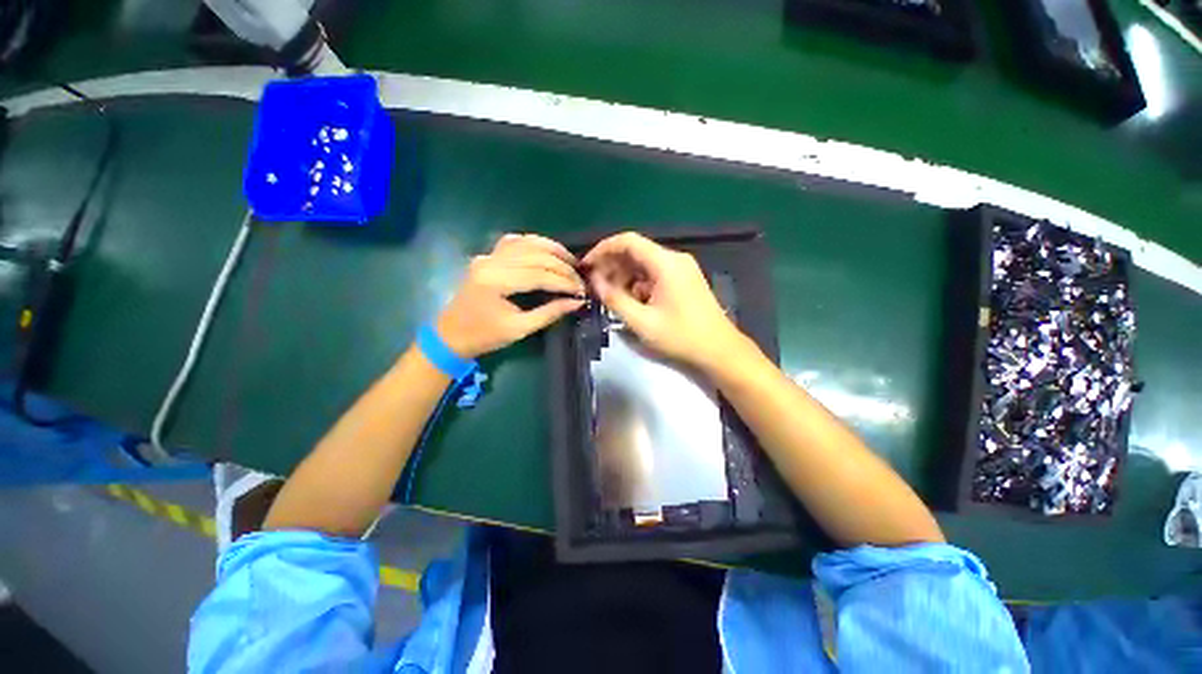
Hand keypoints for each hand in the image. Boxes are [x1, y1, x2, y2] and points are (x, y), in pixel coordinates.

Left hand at [436, 234, 585, 357]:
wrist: (450, 335)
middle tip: (580, 279)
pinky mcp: (488, 257)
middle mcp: (492, 262)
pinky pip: (514, 242)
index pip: (540, 274)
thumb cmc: (484, 336)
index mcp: (497, 281)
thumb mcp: (520, 329)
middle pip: (536, 256)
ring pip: (527, 243)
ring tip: (571, 261)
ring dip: (552, 249)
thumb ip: (550, 313)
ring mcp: (488, 256)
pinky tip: (546, 252)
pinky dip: (534, 244)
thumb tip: (577, 302)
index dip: (564, 281)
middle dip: (562, 267)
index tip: (582, 290)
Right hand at [583, 232, 746, 370]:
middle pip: (636, 251)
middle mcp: (675, 259)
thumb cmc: (681, 337)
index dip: (603, 249)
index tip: (587, 266)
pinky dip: (638, 284)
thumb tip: (595, 281)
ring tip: (610, 296)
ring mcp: (681, 269)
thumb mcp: (642, 321)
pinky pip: (654, 274)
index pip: (628, 241)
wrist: (720, 350)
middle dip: (612, 266)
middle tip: (595, 285)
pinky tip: (631, 301)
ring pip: (644, 264)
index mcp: (666, 263)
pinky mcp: (684, 280)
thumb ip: (615, 299)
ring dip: (624, 276)